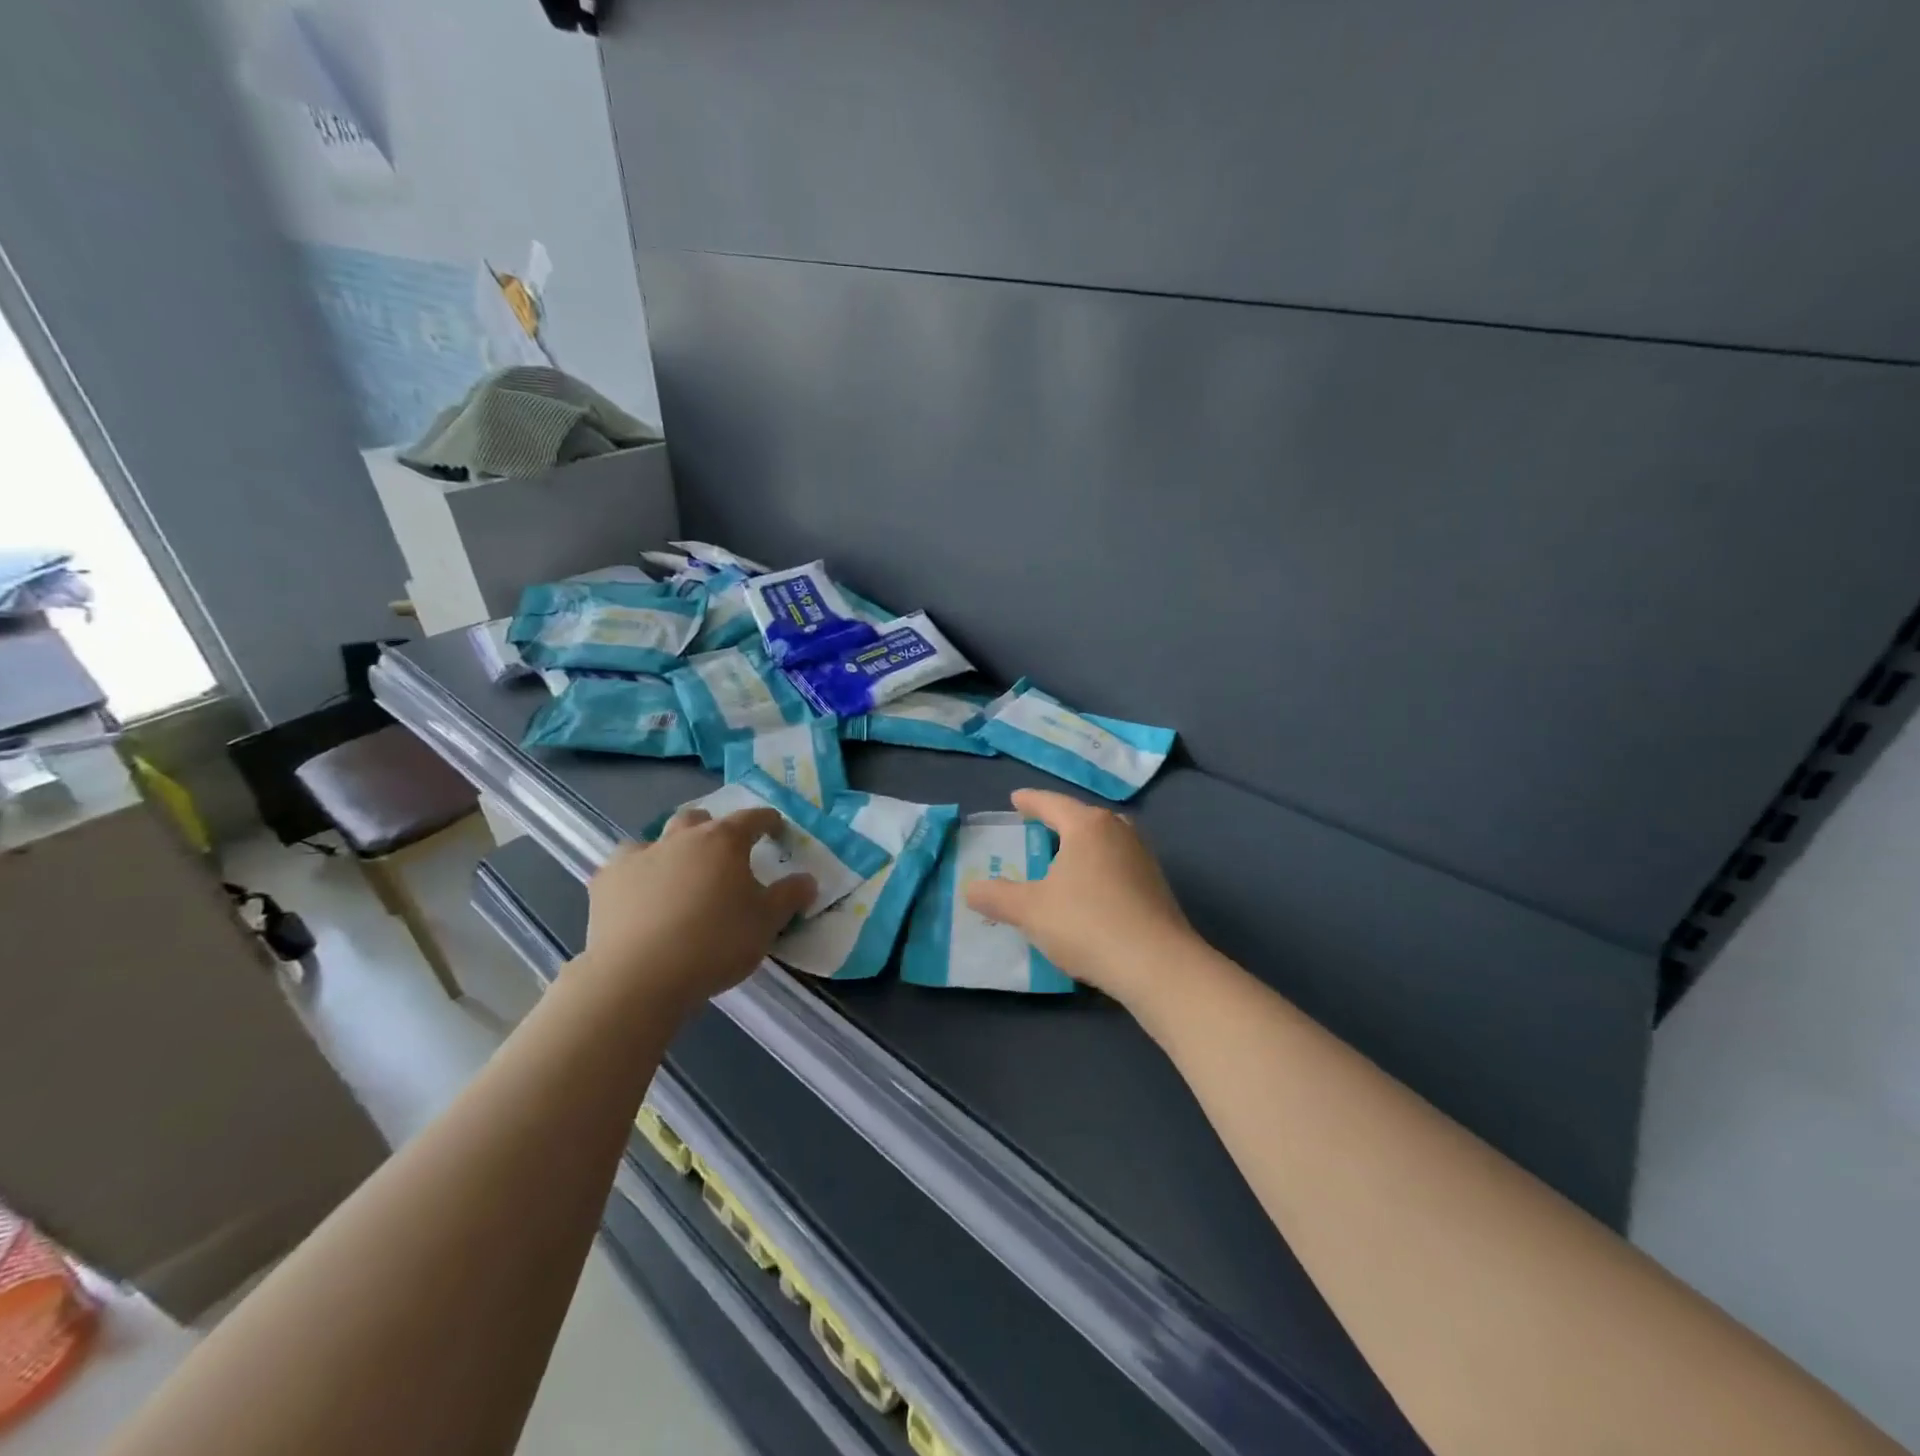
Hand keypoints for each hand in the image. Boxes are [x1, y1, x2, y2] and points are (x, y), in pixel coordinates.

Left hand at [578, 807, 814, 1013]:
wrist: (640, 977)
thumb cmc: (715, 943)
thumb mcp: (767, 923)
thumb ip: (790, 896)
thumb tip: (808, 880)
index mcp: (723, 841)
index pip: (752, 817)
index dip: (768, 821)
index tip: (777, 829)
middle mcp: (681, 838)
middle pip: (699, 819)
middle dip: (713, 830)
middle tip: (723, 855)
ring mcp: (639, 856)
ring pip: (657, 838)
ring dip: (671, 848)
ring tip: (679, 874)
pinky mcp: (606, 882)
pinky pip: (624, 866)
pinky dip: (637, 875)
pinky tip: (639, 896)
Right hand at [964, 789, 1195, 1007]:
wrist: (1157, 965)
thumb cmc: (1087, 924)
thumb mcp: (1030, 910)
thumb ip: (997, 896)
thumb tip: (970, 888)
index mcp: (1087, 826)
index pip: (1052, 803)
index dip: (1030, 801)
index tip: (1015, 799)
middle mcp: (1119, 832)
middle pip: (1083, 817)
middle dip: (1059, 821)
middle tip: (1037, 827)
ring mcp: (1143, 858)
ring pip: (1104, 840)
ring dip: (1081, 845)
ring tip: (1061, 858)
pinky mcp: (1156, 886)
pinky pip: (1118, 864)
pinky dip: (1098, 868)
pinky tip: (1089, 890)